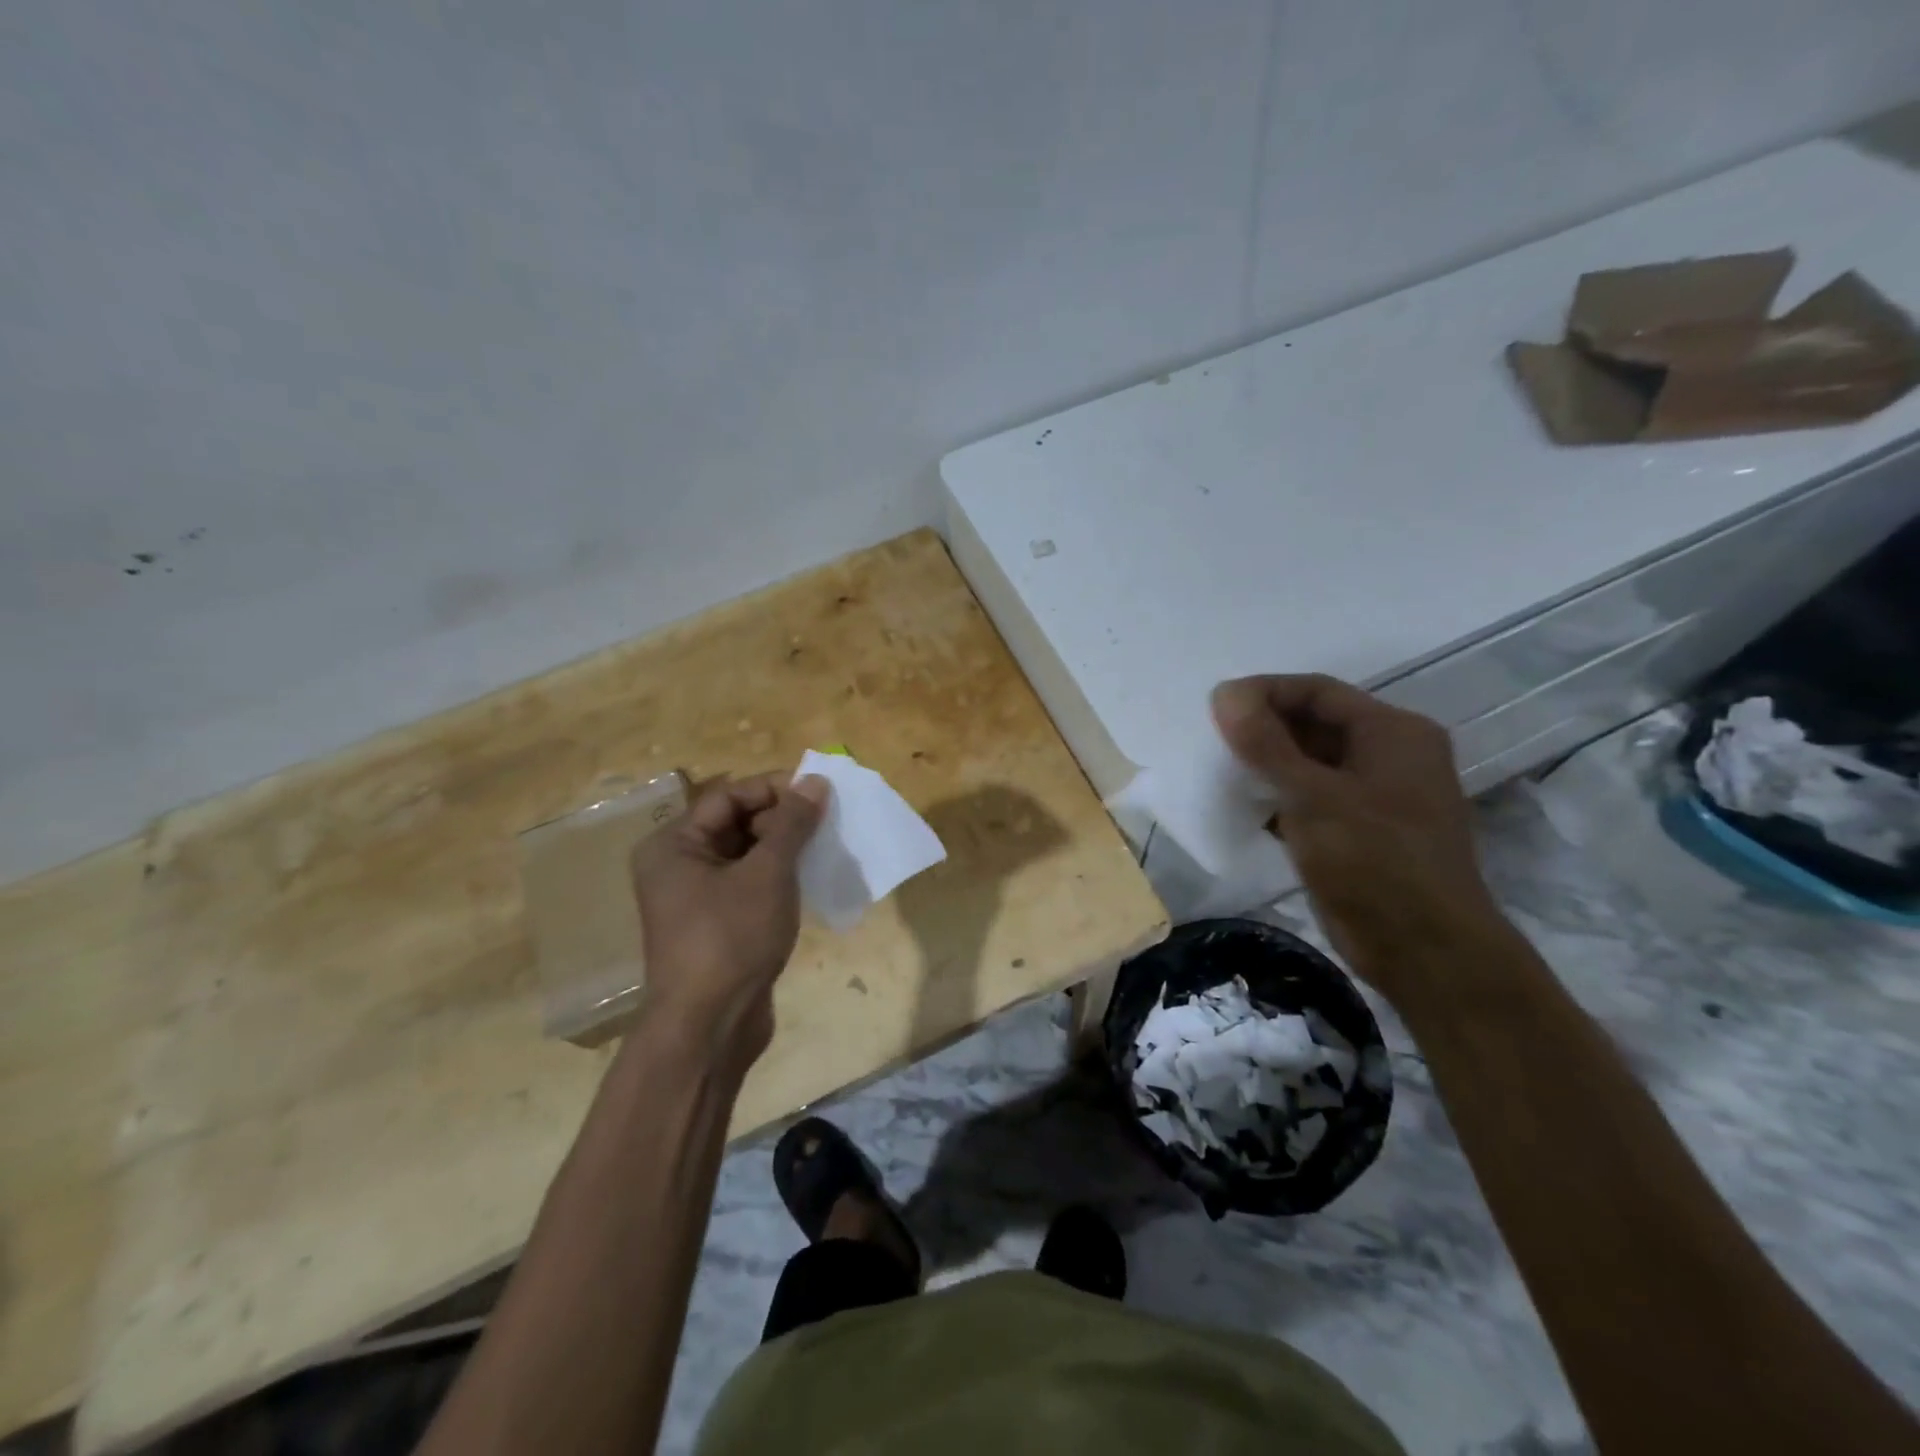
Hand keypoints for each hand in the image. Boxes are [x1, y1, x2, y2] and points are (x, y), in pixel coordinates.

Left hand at [629, 772, 828, 1066]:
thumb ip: (792, 824)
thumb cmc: (731, 938)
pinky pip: (749, 883)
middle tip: (827, 821)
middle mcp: (678, 865)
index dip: (775, 789)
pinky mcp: (717, 924)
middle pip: (736, 823)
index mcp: (674, 845)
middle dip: (782, 819)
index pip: (729, 797)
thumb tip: (815, 781)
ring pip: (746, 855)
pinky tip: (810, 877)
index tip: (819, 791)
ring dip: (784, 847)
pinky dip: (778, 875)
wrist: (709, 1027)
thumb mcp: (768, 873)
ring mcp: (696, 897)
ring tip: (825, 845)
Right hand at [1211, 674, 1506, 996]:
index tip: (1215, 706)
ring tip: (1219, 768)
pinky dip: (1278, 797)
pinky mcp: (1360, 832)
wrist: (1425, 950)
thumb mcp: (1313, 796)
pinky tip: (1242, 807)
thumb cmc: (1374, 861)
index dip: (1264, 692)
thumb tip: (1225, 692)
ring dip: (1267, 764)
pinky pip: (1312, 798)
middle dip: (1263, 729)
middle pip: (1315, 724)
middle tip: (1211, 738)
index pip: (1317, 691)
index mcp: (1393, 732)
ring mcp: (1376, 796)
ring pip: (1310, 764)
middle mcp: (1389, 756)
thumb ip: (1266, 743)